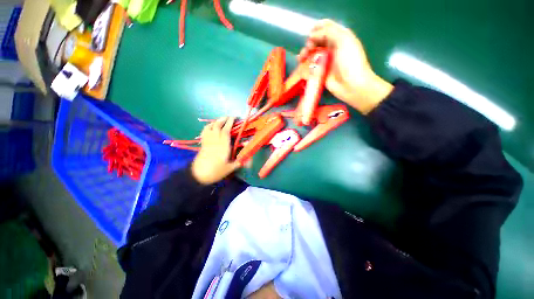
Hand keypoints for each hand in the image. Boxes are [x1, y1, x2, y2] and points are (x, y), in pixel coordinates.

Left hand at [192, 117, 240, 184]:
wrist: (198, 175)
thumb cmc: (215, 171)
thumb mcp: (230, 168)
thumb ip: (239, 162)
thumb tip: (249, 159)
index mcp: (223, 146)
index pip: (226, 130)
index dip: (230, 122)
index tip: (234, 117)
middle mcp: (215, 141)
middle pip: (218, 126)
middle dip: (224, 119)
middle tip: (230, 117)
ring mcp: (208, 141)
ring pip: (211, 127)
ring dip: (216, 121)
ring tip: (221, 120)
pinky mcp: (203, 144)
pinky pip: (204, 132)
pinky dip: (208, 126)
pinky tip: (211, 126)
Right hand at [298, 19, 392, 113]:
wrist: (351, 84)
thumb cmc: (350, 61)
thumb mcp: (343, 40)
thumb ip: (328, 32)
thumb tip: (312, 35)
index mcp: (340, 37)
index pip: (326, 28)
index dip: (317, 28)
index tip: (310, 34)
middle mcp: (332, 48)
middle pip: (317, 41)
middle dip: (309, 42)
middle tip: (308, 49)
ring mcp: (325, 61)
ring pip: (312, 54)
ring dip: (305, 54)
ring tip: (301, 58)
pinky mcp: (320, 73)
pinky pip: (310, 67)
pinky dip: (305, 66)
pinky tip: (301, 66)